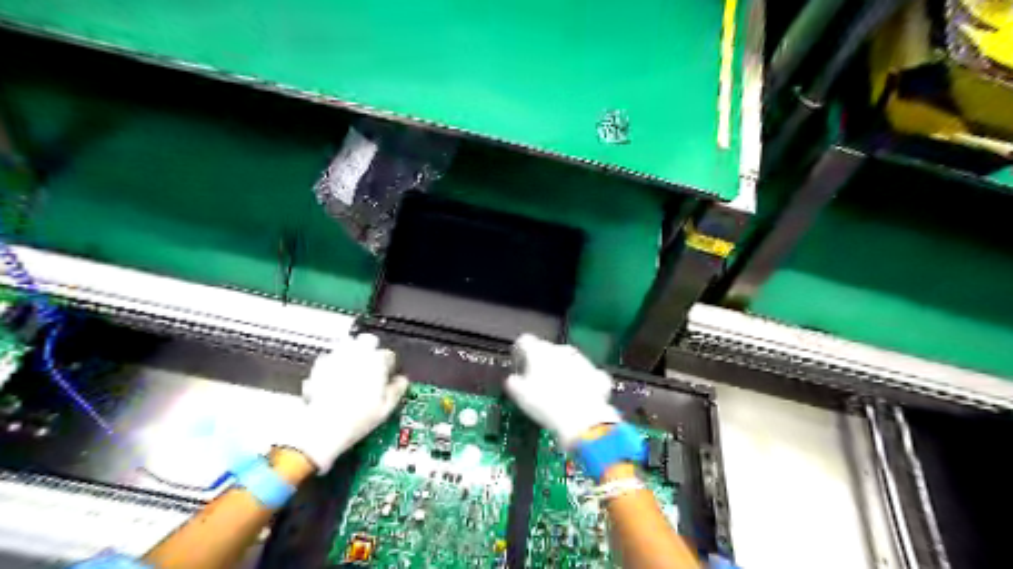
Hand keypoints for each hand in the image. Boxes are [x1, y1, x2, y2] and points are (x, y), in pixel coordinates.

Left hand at [280, 334, 405, 469]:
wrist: (323, 427)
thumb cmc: (355, 419)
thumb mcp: (386, 408)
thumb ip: (397, 389)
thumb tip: (402, 382)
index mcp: (377, 362)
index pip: (388, 355)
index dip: (389, 365)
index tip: (387, 374)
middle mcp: (357, 355)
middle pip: (367, 340)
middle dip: (371, 348)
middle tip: (371, 364)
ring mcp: (336, 359)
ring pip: (347, 344)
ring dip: (352, 352)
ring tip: (354, 368)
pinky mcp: (319, 367)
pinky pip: (329, 358)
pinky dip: (333, 363)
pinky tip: (335, 377)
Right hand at [504, 333, 621, 449]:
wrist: (582, 419)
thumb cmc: (544, 404)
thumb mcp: (518, 394)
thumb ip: (512, 381)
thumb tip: (513, 379)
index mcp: (538, 350)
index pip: (524, 341)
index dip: (519, 352)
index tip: (519, 367)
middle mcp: (561, 349)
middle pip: (548, 350)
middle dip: (543, 362)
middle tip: (538, 383)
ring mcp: (582, 360)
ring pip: (569, 360)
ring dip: (563, 370)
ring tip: (560, 392)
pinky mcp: (598, 374)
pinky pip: (587, 374)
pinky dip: (584, 382)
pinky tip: (581, 396)